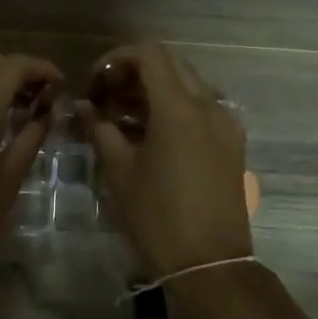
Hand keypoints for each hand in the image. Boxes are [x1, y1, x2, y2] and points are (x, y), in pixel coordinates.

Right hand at [77, 43, 251, 278]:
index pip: (150, 54)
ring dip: (156, 89)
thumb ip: (100, 129)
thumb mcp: (120, 172)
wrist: (211, 264)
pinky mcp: (233, 143)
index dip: (117, 59)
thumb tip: (83, 106)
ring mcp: (226, 123)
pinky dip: (176, 107)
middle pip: (171, 64)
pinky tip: (153, 135)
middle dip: (135, 72)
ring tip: (124, 118)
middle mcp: (209, 106)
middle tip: (107, 97)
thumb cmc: (158, 218)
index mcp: (179, 109)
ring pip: (189, 85)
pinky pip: (203, 108)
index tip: (96, 82)